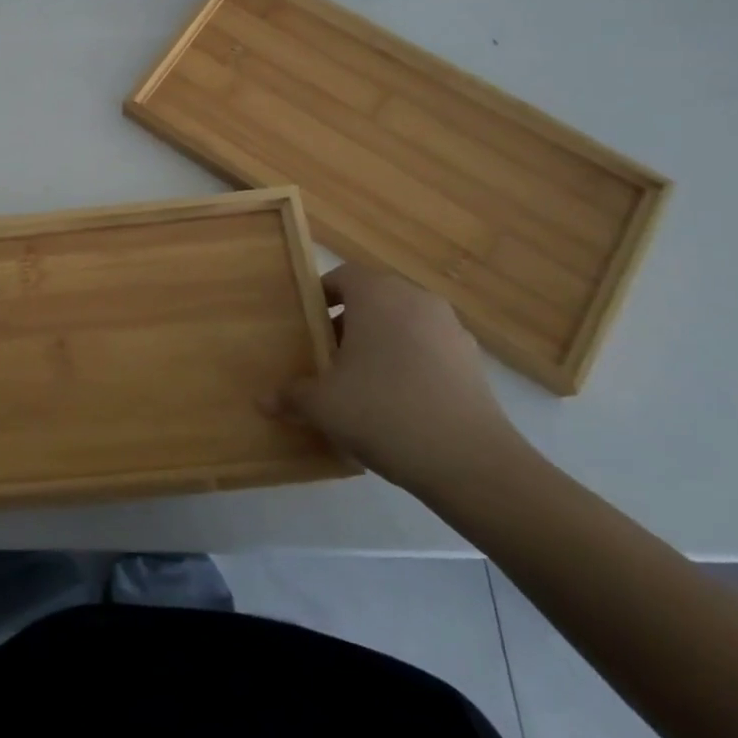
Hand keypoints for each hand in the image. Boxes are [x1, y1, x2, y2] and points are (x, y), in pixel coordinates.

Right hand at [263, 262, 523, 495]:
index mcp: (376, 294)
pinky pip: (430, 349)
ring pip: (404, 323)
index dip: (321, 297)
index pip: (342, 276)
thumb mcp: (324, 406)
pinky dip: (413, 363)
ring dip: (383, 342)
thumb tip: (263, 401)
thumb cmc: (384, 412)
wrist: (472, 462)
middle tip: (330, 356)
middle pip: (374, 298)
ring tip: (365, 382)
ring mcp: (450, 328)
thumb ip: (292, 395)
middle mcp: (414, 299)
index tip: (308, 326)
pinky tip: (401, 402)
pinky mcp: (474, 360)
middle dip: (350, 322)